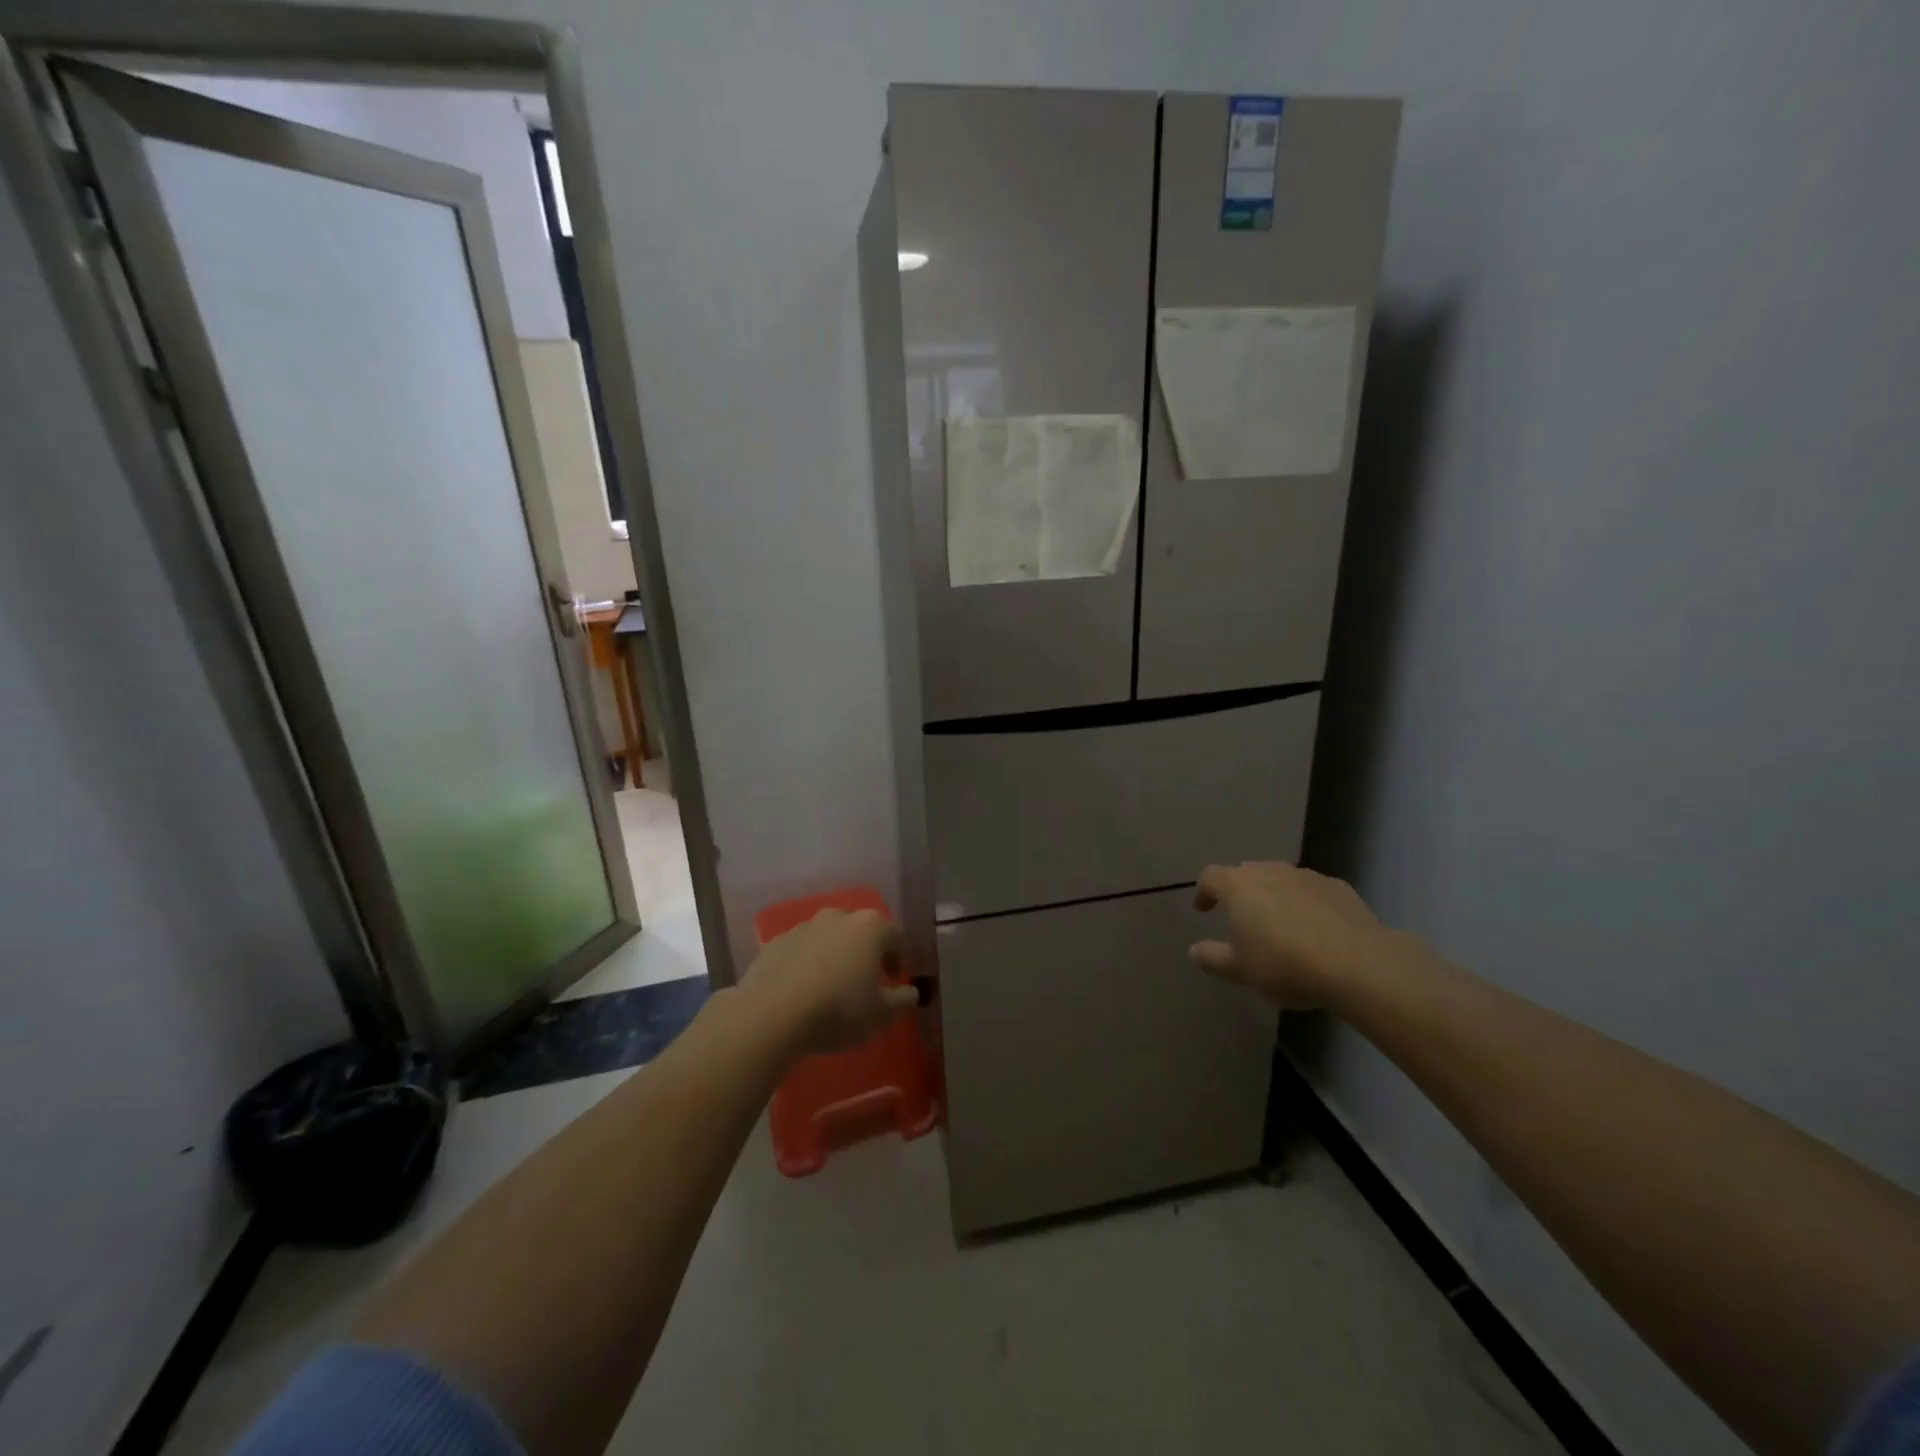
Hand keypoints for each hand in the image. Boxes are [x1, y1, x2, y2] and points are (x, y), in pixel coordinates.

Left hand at [742, 908, 917, 1055]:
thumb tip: (910, 992)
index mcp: (869, 927)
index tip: (893, 980)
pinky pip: (800, 950)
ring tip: (830, 986)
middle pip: (859, 929)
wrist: (771, 1015)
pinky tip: (801, 990)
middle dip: (865, 951)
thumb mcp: (882, 1015)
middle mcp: (837, 917)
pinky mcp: (775, 943)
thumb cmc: (838, 1011)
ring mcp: (803, 927)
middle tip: (864, 980)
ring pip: (827, 937)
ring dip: (834, 955)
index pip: (895, 935)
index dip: (898, 957)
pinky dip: (805, 963)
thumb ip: (902, 1000)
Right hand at [1190, 862, 1395, 1008]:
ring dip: (1275, 897)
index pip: (1210, 877)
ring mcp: (1307, 876)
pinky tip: (1316, 929)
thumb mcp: (1240, 970)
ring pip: (1281, 880)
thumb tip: (1194, 951)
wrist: (1357, 964)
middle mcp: (1270, 871)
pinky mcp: (1339, 888)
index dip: (1203, 892)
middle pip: (1246, 874)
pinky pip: (1312, 892)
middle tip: (1242, 917)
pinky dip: (1306, 904)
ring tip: (1280, 924)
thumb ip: (1213, 958)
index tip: (1203, 909)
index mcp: (1239, 886)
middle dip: (1240, 892)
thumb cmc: (1284, 964)